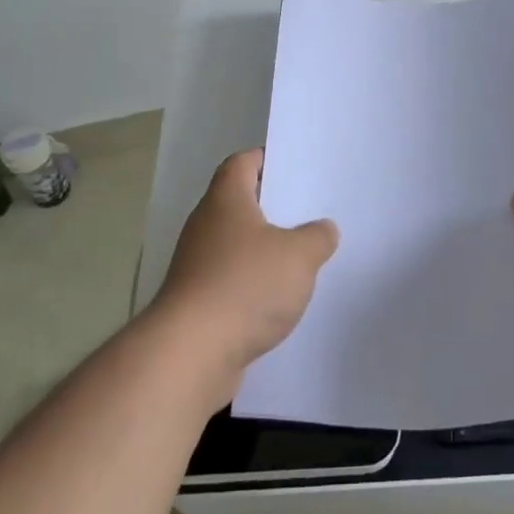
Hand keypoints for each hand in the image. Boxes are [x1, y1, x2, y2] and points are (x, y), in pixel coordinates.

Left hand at [150, 149, 337, 400]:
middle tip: (308, 210)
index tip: (294, 165)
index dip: (266, 159)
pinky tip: (278, 300)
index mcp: (226, 199)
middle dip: (271, 207)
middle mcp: (205, 225)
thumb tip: (323, 229)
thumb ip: (317, 237)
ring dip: (263, 250)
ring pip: (235, 245)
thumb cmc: (246, 286)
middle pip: (239, 203)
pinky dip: (252, 285)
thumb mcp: (299, 255)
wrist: (190, 354)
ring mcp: (196, 265)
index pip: (242, 162)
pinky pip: (230, 281)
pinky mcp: (195, 302)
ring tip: (301, 257)